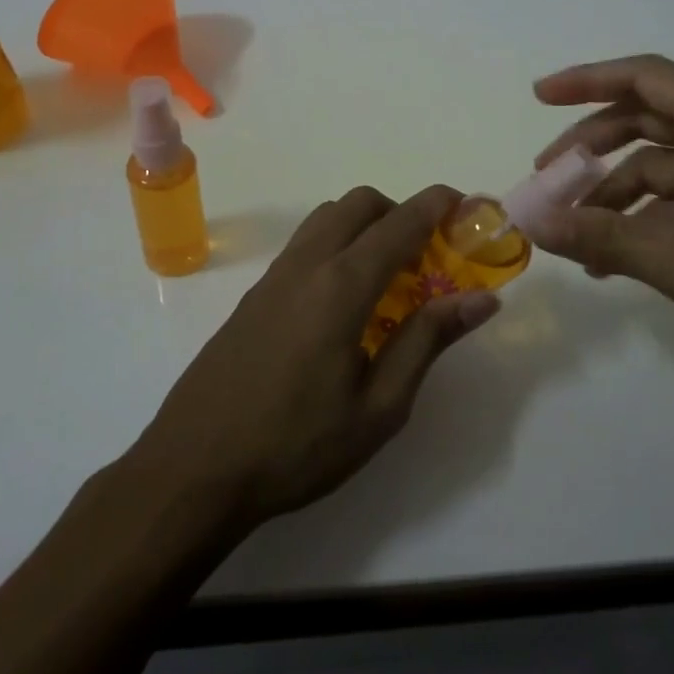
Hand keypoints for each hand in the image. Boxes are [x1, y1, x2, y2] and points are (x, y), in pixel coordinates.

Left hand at [127, 185, 499, 531]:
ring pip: (327, 218)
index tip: (467, 204)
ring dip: (365, 225)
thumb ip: (428, 341)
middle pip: (359, 204)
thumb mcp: (379, 407)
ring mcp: (274, 277)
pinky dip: (336, 245)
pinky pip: (304, 245)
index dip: (437, 205)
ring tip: (388, 276)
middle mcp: (306, 265)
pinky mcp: (254, 295)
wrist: (193, 470)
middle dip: (401, 211)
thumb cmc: (296, 446)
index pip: (400, 223)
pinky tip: (344, 302)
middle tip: (428, 254)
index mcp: (341, 285)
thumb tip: (481, 299)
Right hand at [528, 54, 673, 380]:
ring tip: (574, 237)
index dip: (587, 81)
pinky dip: (646, 222)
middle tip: (546, 177)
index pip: (645, 78)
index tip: (539, 96)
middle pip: (648, 121)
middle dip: (591, 146)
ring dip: (615, 195)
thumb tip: (531, 222)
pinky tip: (617, 260)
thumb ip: (603, 238)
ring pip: (663, 168)